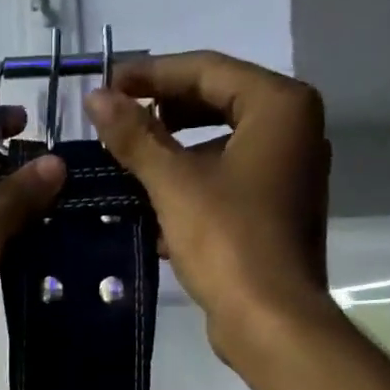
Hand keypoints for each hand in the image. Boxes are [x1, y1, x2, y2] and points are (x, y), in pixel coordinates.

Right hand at [83, 51, 330, 348]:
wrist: (270, 320)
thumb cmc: (227, 241)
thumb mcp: (173, 183)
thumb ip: (135, 136)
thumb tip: (96, 98)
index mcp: (280, 107)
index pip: (207, 70)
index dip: (151, 74)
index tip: (107, 84)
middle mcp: (294, 130)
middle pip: (216, 103)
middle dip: (163, 112)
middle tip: (116, 120)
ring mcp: (288, 172)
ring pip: (219, 145)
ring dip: (173, 152)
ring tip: (127, 162)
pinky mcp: (276, 209)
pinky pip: (227, 180)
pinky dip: (192, 184)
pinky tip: (153, 205)